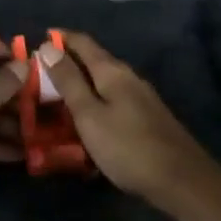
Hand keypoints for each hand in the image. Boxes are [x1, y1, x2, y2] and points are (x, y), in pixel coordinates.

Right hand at [38, 32, 219, 208]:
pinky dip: (95, 100)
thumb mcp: (89, 115)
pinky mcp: (147, 117)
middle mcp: (128, 77)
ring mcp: (141, 97)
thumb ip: (68, 81)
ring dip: (80, 83)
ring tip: (57, 96)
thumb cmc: (128, 147)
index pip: (82, 42)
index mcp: (112, 71)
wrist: (183, 182)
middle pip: (94, 59)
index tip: (36, 42)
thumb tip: (47, 46)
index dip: (60, 38)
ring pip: (104, 81)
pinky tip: (88, 118)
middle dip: (67, 62)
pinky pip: (113, 99)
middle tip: (39, 74)